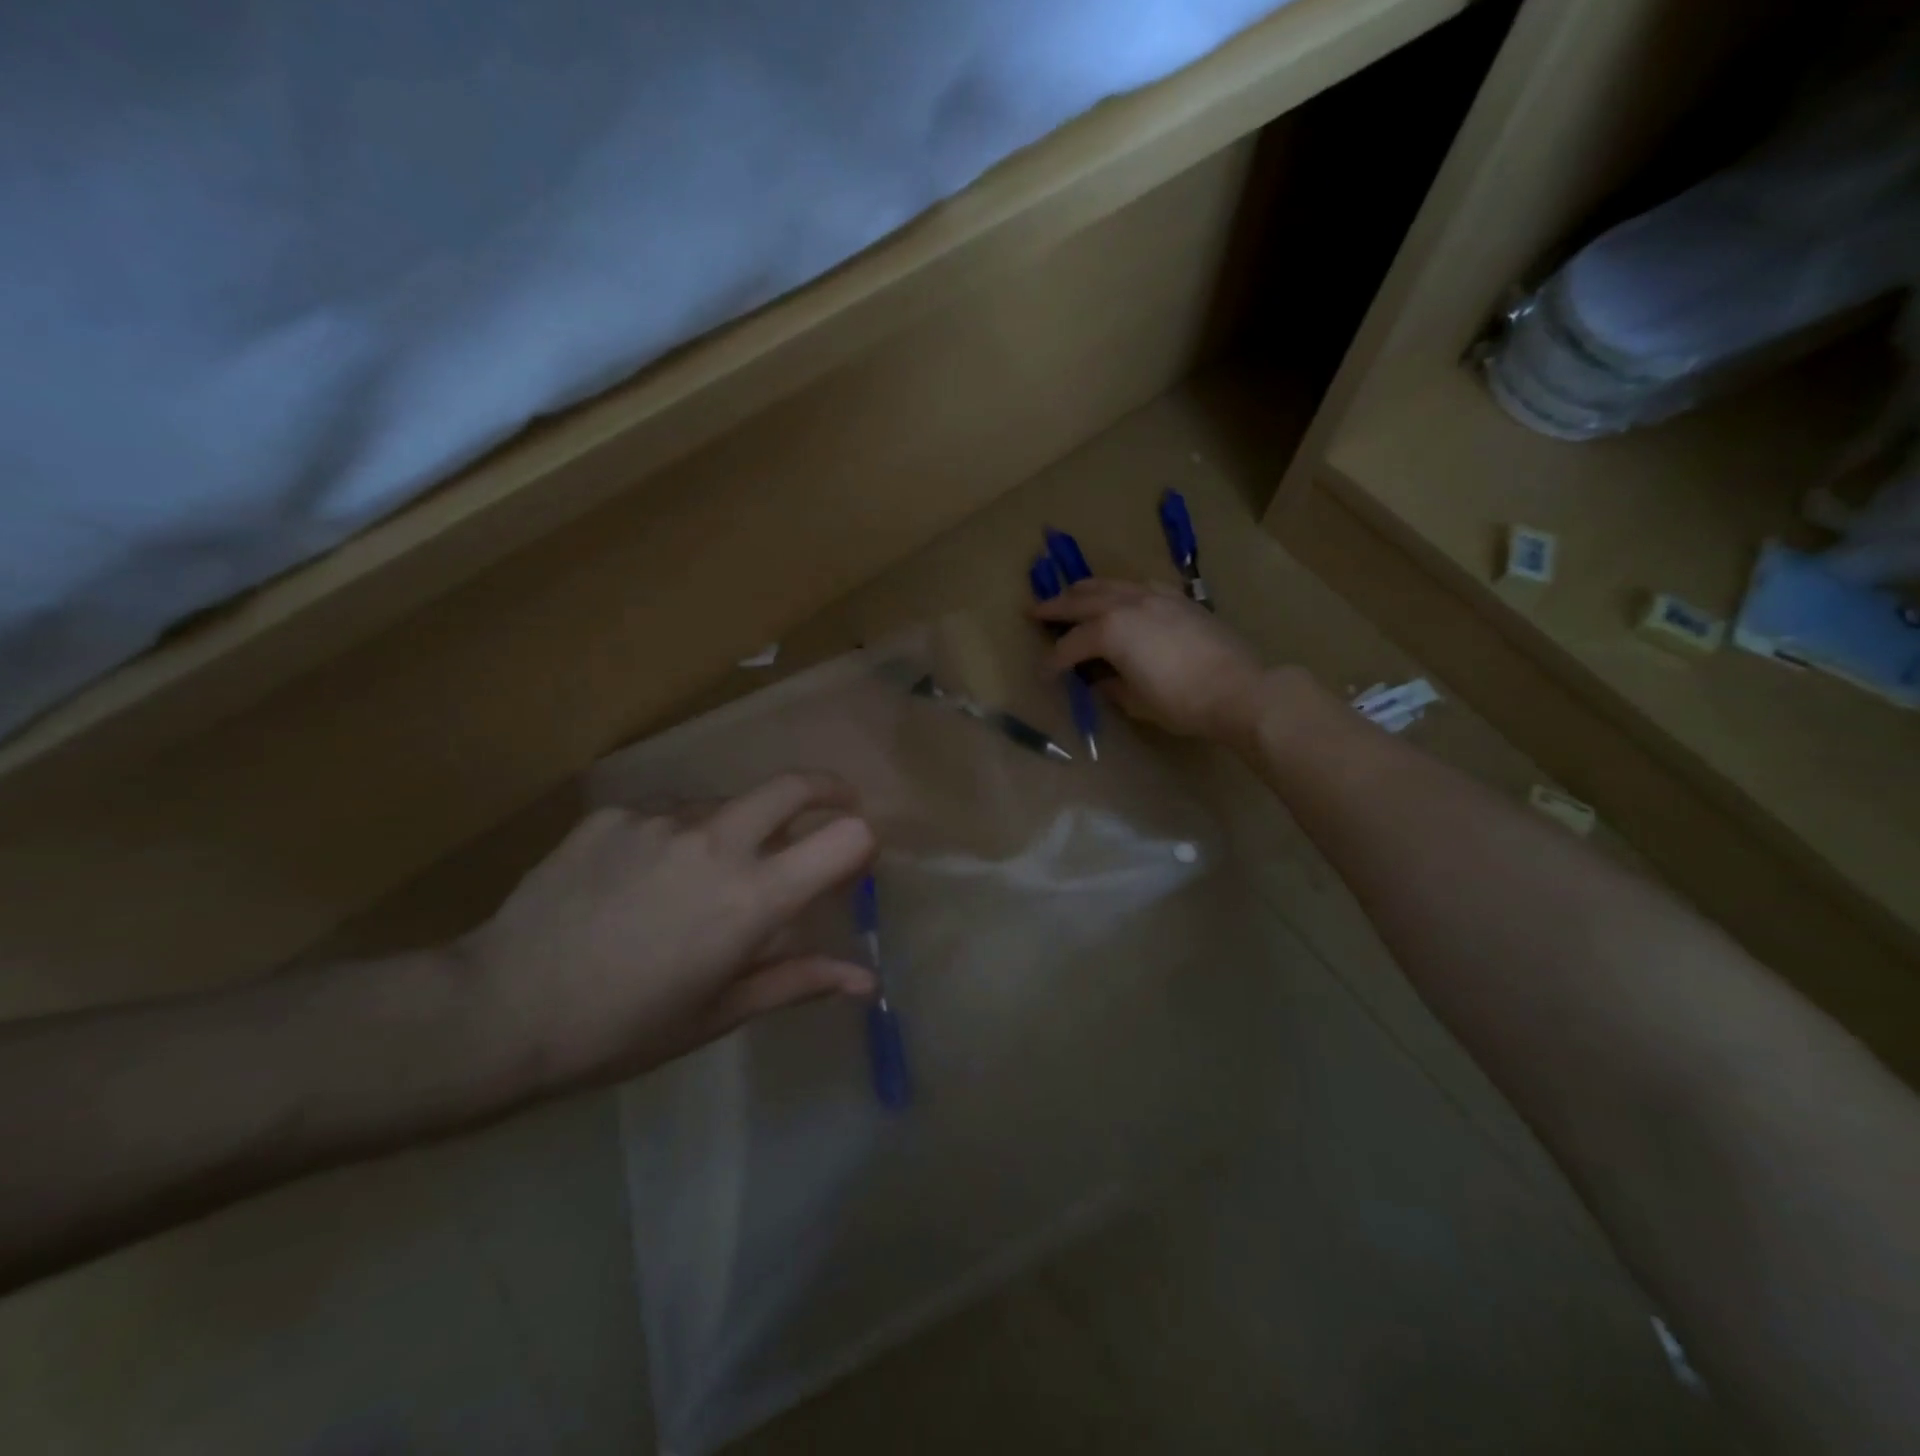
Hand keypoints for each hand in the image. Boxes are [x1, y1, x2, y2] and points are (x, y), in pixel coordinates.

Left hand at [456, 773, 877, 1092]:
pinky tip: (643, 877)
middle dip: (828, 790)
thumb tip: (866, 980)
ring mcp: (659, 818)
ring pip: (726, 802)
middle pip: (794, 784)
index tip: (854, 860)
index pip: (844, 837)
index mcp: (752, 898)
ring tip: (705, 874)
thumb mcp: (719, 1012)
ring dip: (740, 825)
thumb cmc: (622, 1029)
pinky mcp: (613, 813)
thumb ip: (798, 981)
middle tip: (833, 807)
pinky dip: (679, 834)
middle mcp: (715, 841)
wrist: (498, 1009)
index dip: (860, 842)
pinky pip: (668, 812)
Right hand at [1031, 579, 1272, 742]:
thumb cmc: (1182, 702)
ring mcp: (1155, 596)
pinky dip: (1121, 589)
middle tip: (1034, 610)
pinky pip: (1139, 585)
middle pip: (1082, 602)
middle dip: (1055, 608)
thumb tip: (1100, 680)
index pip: (1071, 645)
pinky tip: (1120, 595)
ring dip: (1085, 590)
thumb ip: (1111, 686)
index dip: (1053, 662)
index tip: (1043, 675)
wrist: (1240, 689)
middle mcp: (1127, 604)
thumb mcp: (1136, 702)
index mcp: (1110, 631)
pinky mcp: (1178, 599)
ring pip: (1110, 585)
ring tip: (1069, 593)